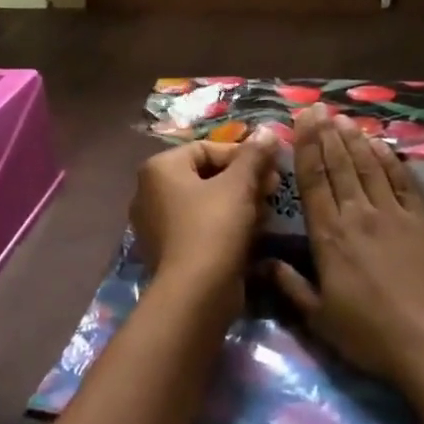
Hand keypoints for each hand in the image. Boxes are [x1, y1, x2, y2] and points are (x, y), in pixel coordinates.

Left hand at [131, 128, 280, 292]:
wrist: (196, 293)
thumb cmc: (214, 227)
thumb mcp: (239, 185)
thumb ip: (254, 155)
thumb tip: (267, 131)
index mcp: (159, 168)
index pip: (207, 148)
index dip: (244, 155)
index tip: (271, 168)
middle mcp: (150, 192)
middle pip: (207, 175)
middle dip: (244, 180)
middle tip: (273, 189)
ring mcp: (157, 224)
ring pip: (207, 202)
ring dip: (239, 203)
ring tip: (266, 213)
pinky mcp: (170, 250)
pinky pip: (202, 226)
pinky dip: (226, 225)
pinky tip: (251, 234)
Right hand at [267, 105, 423, 386]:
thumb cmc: (370, 335)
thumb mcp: (320, 318)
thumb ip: (290, 286)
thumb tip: (262, 263)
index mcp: (329, 236)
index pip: (313, 182)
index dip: (305, 148)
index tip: (301, 121)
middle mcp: (358, 215)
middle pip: (340, 166)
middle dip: (327, 134)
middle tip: (319, 108)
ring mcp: (394, 214)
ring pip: (369, 166)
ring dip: (355, 140)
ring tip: (344, 119)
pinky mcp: (423, 220)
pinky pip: (402, 181)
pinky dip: (388, 159)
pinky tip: (379, 145)